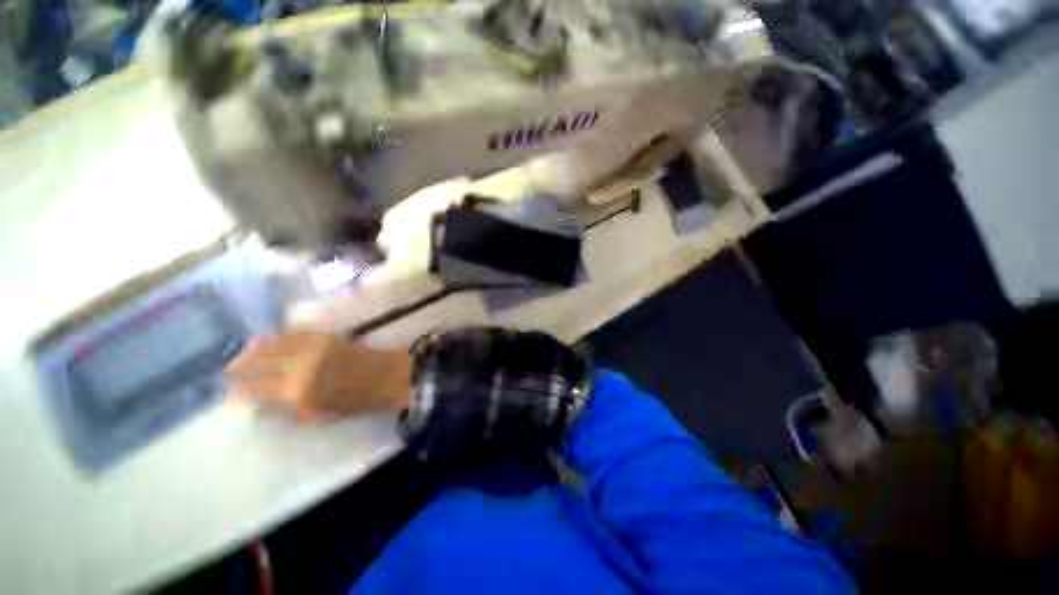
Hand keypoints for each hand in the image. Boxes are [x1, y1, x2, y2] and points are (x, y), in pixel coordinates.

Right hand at [225, 331, 412, 421]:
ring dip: (252, 351)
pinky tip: (264, 341)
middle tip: (228, 373)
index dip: (239, 392)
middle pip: (259, 364)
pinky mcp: (324, 336)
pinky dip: (274, 338)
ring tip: (240, 357)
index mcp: (298, 392)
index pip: (256, 390)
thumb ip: (286, 409)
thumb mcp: (317, 415)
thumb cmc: (355, 402)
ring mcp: (312, 348)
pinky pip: (291, 334)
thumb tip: (259, 404)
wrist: (386, 376)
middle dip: (239, 369)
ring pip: (272, 346)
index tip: (228, 394)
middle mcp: (300, 367)